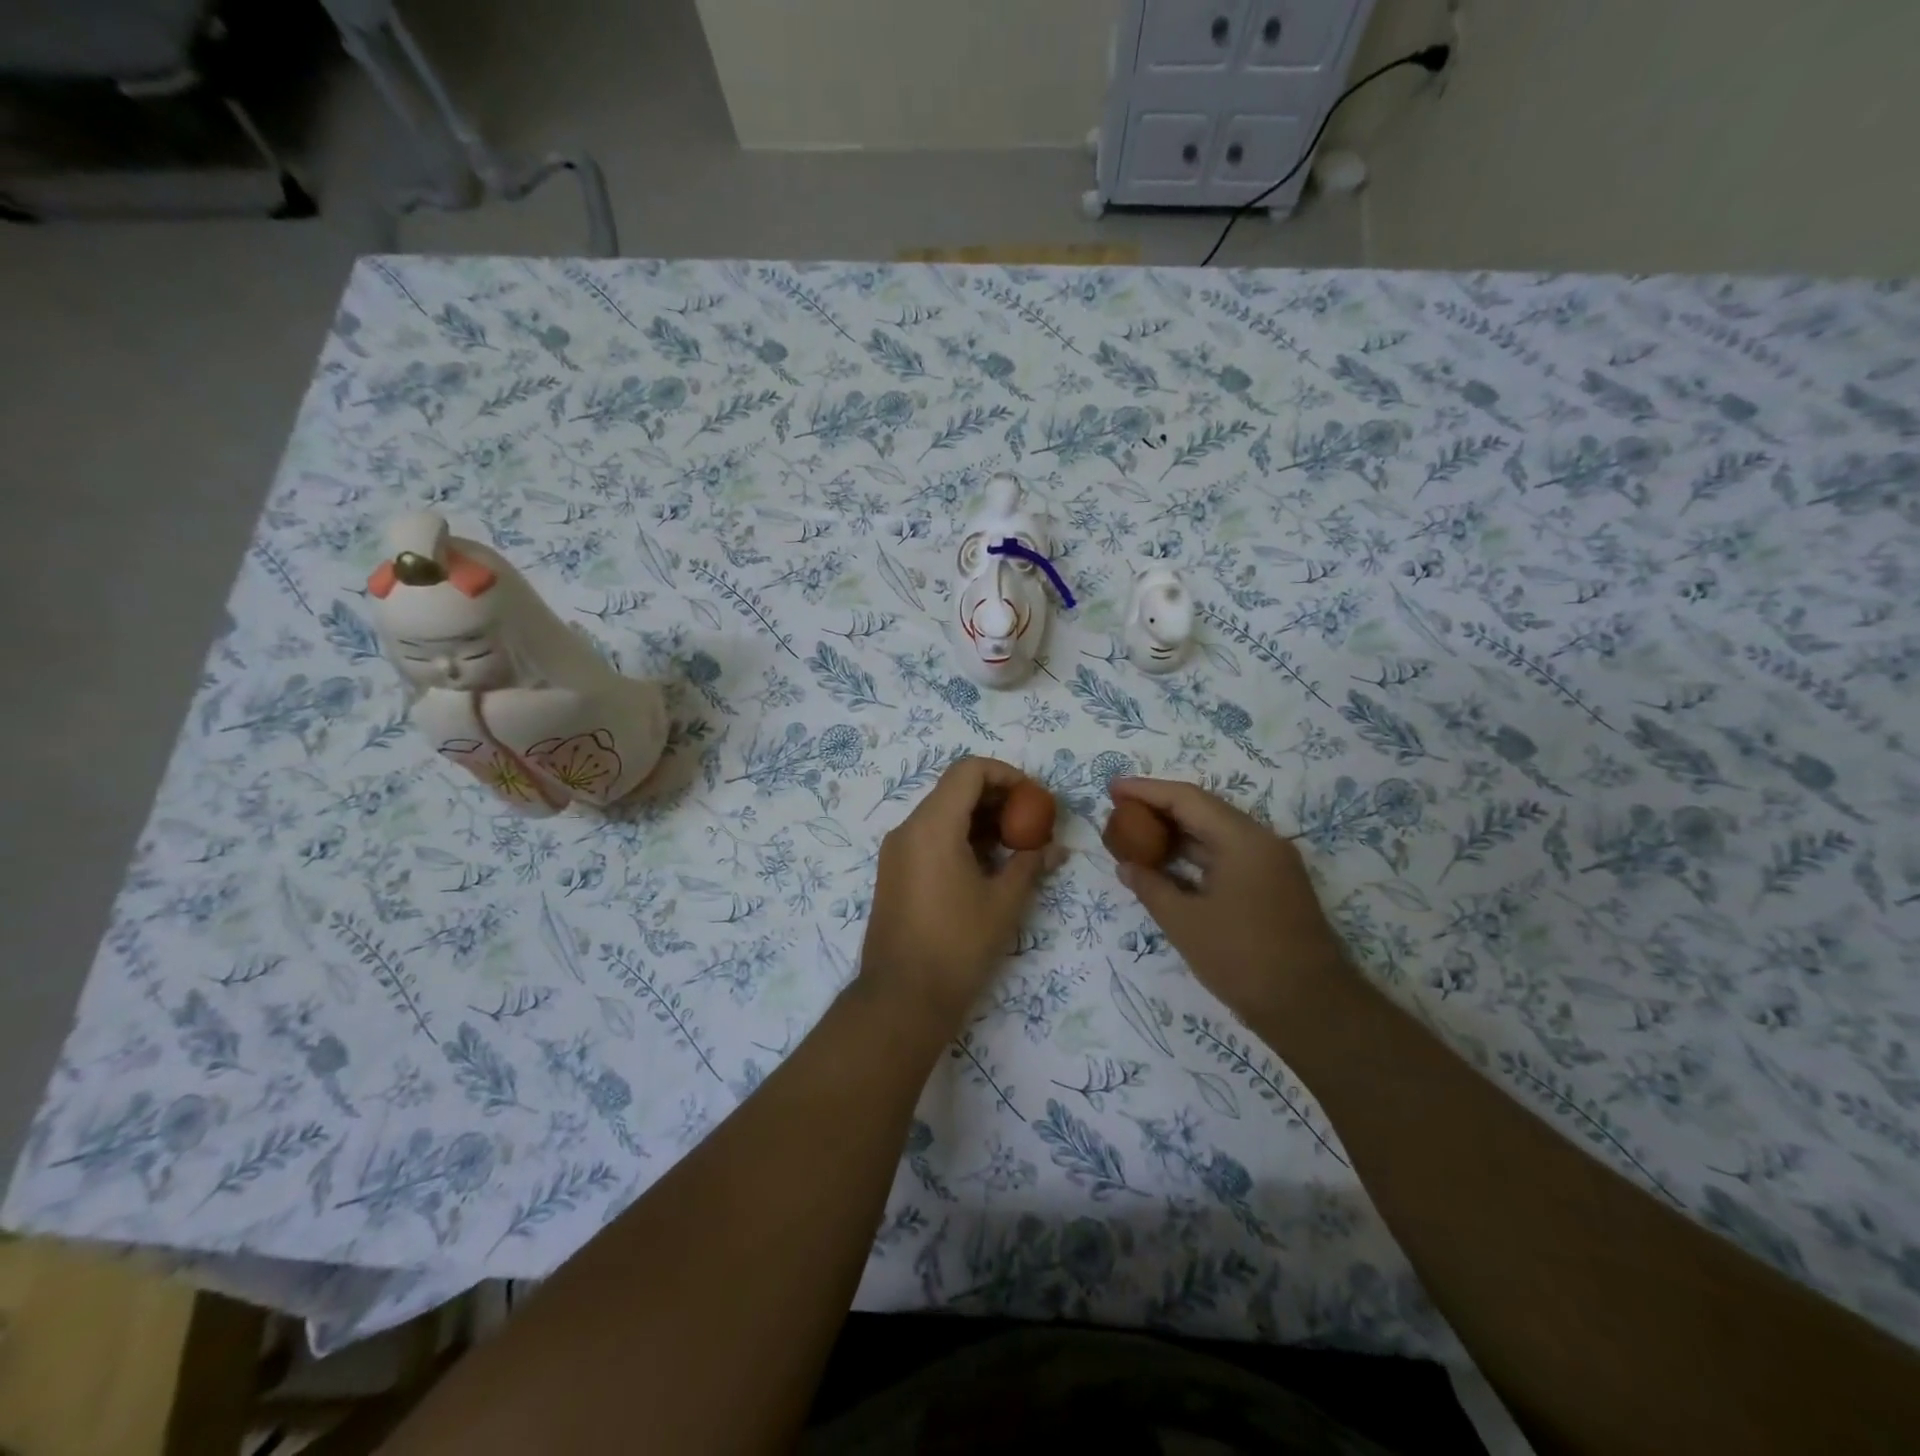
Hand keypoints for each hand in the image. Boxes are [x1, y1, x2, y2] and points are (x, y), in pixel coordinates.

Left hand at [858, 757, 1065, 1033]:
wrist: (901, 998)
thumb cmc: (957, 945)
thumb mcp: (1004, 902)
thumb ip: (1030, 864)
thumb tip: (1056, 848)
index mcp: (932, 826)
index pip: (969, 771)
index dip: (1006, 774)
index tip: (1034, 798)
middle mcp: (908, 828)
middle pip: (955, 789)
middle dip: (998, 798)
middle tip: (1032, 822)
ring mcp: (897, 851)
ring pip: (943, 814)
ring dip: (981, 820)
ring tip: (1016, 846)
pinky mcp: (895, 872)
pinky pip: (930, 837)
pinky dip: (961, 838)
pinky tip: (989, 865)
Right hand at [1109, 777, 1347, 1022]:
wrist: (1312, 1009)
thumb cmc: (1242, 959)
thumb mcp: (1184, 923)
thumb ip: (1150, 887)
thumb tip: (1126, 865)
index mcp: (1243, 840)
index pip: (1187, 799)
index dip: (1146, 791)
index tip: (1112, 788)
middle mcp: (1261, 841)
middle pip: (1203, 810)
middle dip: (1159, 807)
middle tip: (1120, 808)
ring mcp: (1271, 864)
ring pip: (1216, 833)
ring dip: (1177, 831)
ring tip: (1137, 832)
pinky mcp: (1273, 885)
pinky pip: (1227, 855)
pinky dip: (1195, 854)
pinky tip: (1168, 863)